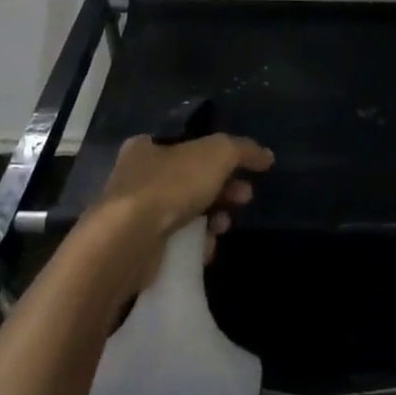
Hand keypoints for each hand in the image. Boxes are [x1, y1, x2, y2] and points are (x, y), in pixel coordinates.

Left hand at [93, 131, 273, 270]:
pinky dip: (195, 244)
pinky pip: (176, 242)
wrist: (129, 241)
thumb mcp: (216, 154)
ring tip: (223, 226)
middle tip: (244, 198)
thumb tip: (266, 155)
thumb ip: (243, 150)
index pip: (189, 146)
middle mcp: (137, 178)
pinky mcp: (139, 248)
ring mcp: (136, 215)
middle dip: (223, 190)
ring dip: (212, 218)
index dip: (220, 157)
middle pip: (191, 180)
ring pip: (186, 213)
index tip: (244, 171)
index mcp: (147, 147)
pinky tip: (206, 248)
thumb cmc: (170, 185)